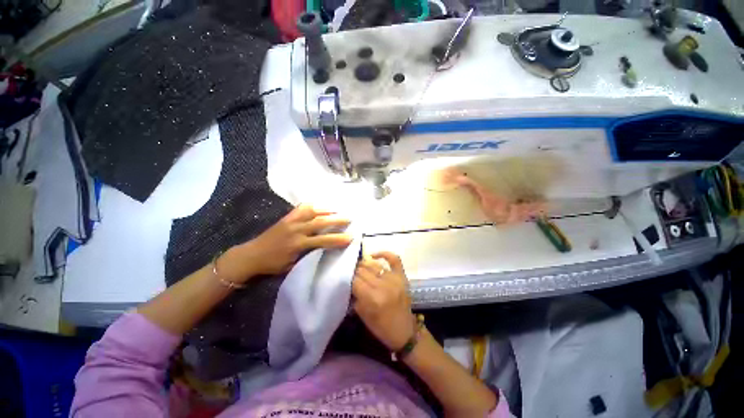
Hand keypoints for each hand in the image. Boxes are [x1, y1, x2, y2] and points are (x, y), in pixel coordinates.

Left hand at [220, 205, 351, 281]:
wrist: (251, 255)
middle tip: (349, 218)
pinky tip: (319, 206)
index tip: (351, 237)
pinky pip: (301, 208)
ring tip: (338, 210)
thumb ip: (308, 255)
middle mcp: (297, 230)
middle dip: (337, 220)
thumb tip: (323, 249)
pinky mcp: (286, 217)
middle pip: (321, 222)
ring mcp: (291, 221)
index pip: (323, 240)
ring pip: (313, 212)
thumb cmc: (272, 264)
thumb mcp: (292, 265)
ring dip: (327, 210)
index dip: (338, 239)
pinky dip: (312, 206)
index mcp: (298, 244)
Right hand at [352, 252, 415, 350]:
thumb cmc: (381, 327)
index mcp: (373, 298)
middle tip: (352, 275)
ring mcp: (394, 279)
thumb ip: (355, 297)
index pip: (355, 281)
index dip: (349, 279)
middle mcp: (383, 286)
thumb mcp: (363, 315)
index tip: (346, 280)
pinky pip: (394, 259)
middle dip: (355, 272)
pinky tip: (374, 255)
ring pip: (374, 265)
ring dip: (365, 265)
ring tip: (360, 267)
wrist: (405, 331)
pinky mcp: (402, 276)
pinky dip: (384, 254)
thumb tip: (350, 281)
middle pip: (363, 271)